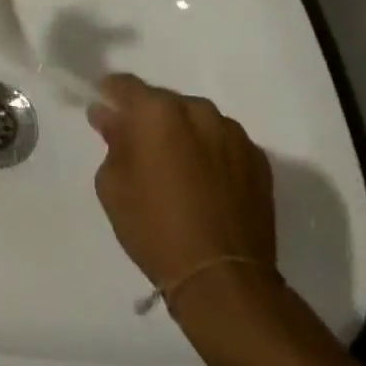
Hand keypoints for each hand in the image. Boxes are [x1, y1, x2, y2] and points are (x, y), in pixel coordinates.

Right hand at [87, 73, 275, 298]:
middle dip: (150, 120)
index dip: (111, 96)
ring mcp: (233, 133)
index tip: (106, 114)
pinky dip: (212, 155)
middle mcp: (197, 110)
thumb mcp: (112, 185)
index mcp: (156, 111)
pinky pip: (224, 144)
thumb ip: (112, 141)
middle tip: (142, 151)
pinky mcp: (259, 160)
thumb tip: (110, 117)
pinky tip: (208, 186)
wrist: (223, 280)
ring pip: (197, 121)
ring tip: (180, 172)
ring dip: (184, 135)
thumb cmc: (155, 229)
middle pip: (164, 102)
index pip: (125, 85)